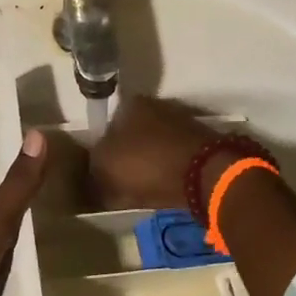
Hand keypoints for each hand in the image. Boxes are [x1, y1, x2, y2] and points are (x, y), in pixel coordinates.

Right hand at [87, 95, 218, 209]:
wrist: (203, 175)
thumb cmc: (146, 164)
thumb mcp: (105, 169)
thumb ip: (92, 171)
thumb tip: (91, 179)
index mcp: (130, 105)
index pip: (106, 126)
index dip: (100, 151)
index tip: (99, 173)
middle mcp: (156, 107)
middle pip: (131, 136)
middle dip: (124, 157)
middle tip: (116, 183)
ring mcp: (181, 124)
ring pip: (152, 148)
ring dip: (145, 165)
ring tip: (138, 191)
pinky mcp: (199, 145)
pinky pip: (171, 160)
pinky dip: (164, 172)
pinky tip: (159, 190)